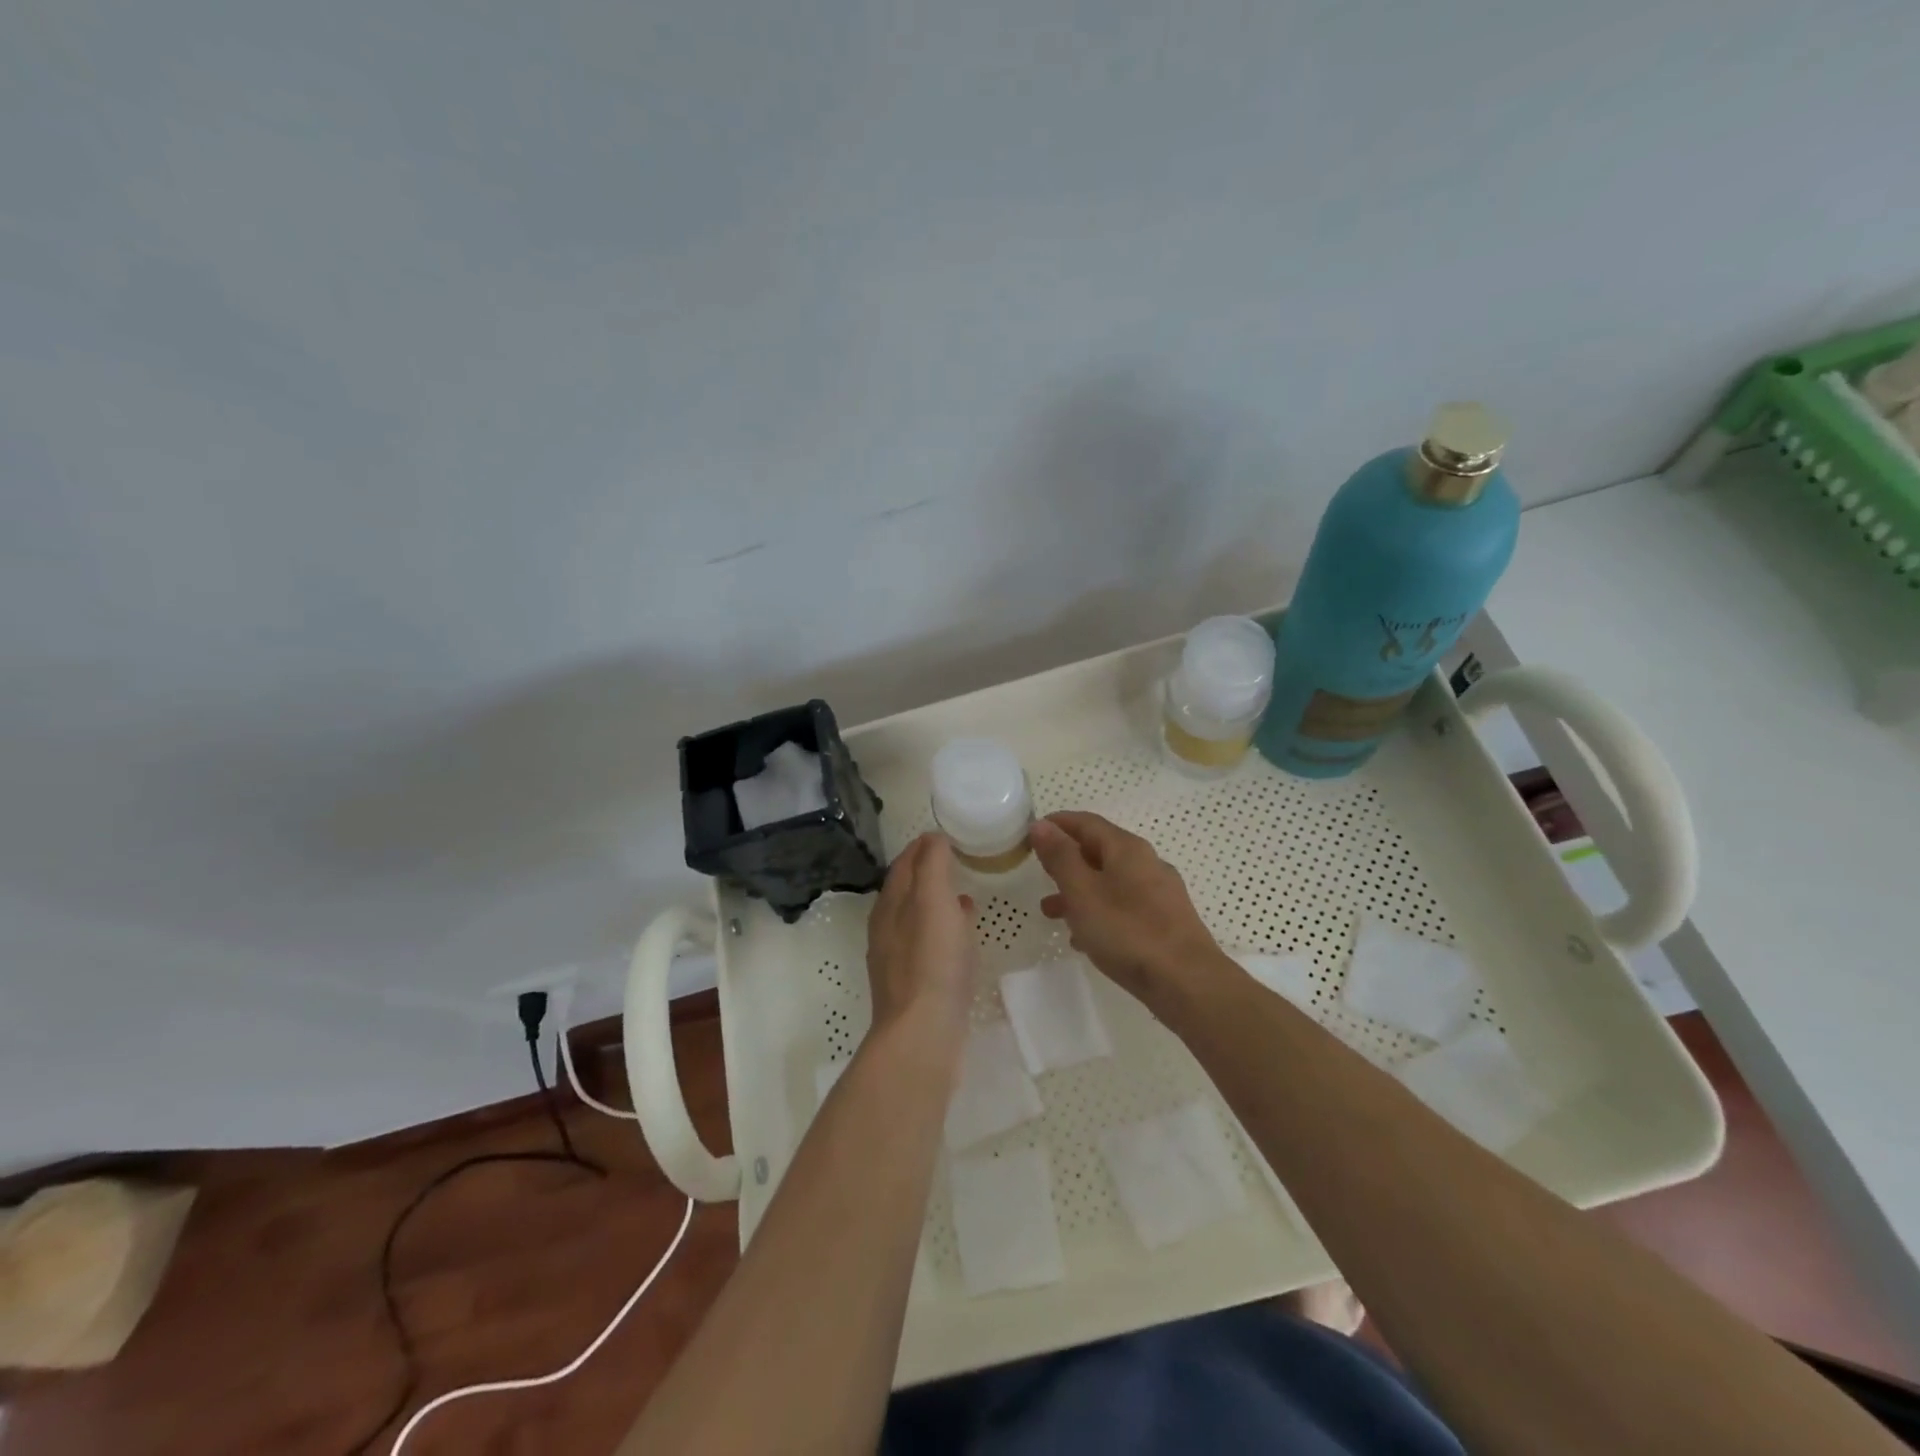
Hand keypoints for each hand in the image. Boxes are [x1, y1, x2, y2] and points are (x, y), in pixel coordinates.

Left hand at [866, 833, 976, 1045]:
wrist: (922, 1034)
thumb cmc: (931, 961)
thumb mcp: (933, 900)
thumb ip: (932, 865)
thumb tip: (931, 838)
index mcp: (889, 906)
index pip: (902, 865)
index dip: (921, 847)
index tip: (944, 835)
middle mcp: (887, 930)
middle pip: (906, 891)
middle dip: (928, 873)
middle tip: (956, 861)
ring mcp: (898, 960)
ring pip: (917, 919)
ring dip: (937, 903)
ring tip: (964, 896)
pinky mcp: (914, 986)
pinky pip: (929, 946)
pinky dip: (945, 931)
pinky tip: (963, 937)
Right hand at [1030, 812, 1227, 1014]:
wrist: (1187, 983)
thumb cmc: (1128, 932)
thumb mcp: (1082, 892)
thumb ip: (1060, 857)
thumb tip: (1041, 825)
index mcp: (1127, 848)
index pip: (1086, 822)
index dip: (1056, 824)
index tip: (1029, 835)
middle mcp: (1147, 863)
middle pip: (1099, 850)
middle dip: (1066, 860)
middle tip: (1038, 873)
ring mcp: (1160, 893)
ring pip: (1110, 881)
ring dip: (1078, 890)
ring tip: (1050, 912)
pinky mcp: (1166, 921)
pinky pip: (1124, 907)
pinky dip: (1099, 912)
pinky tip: (1084, 938)